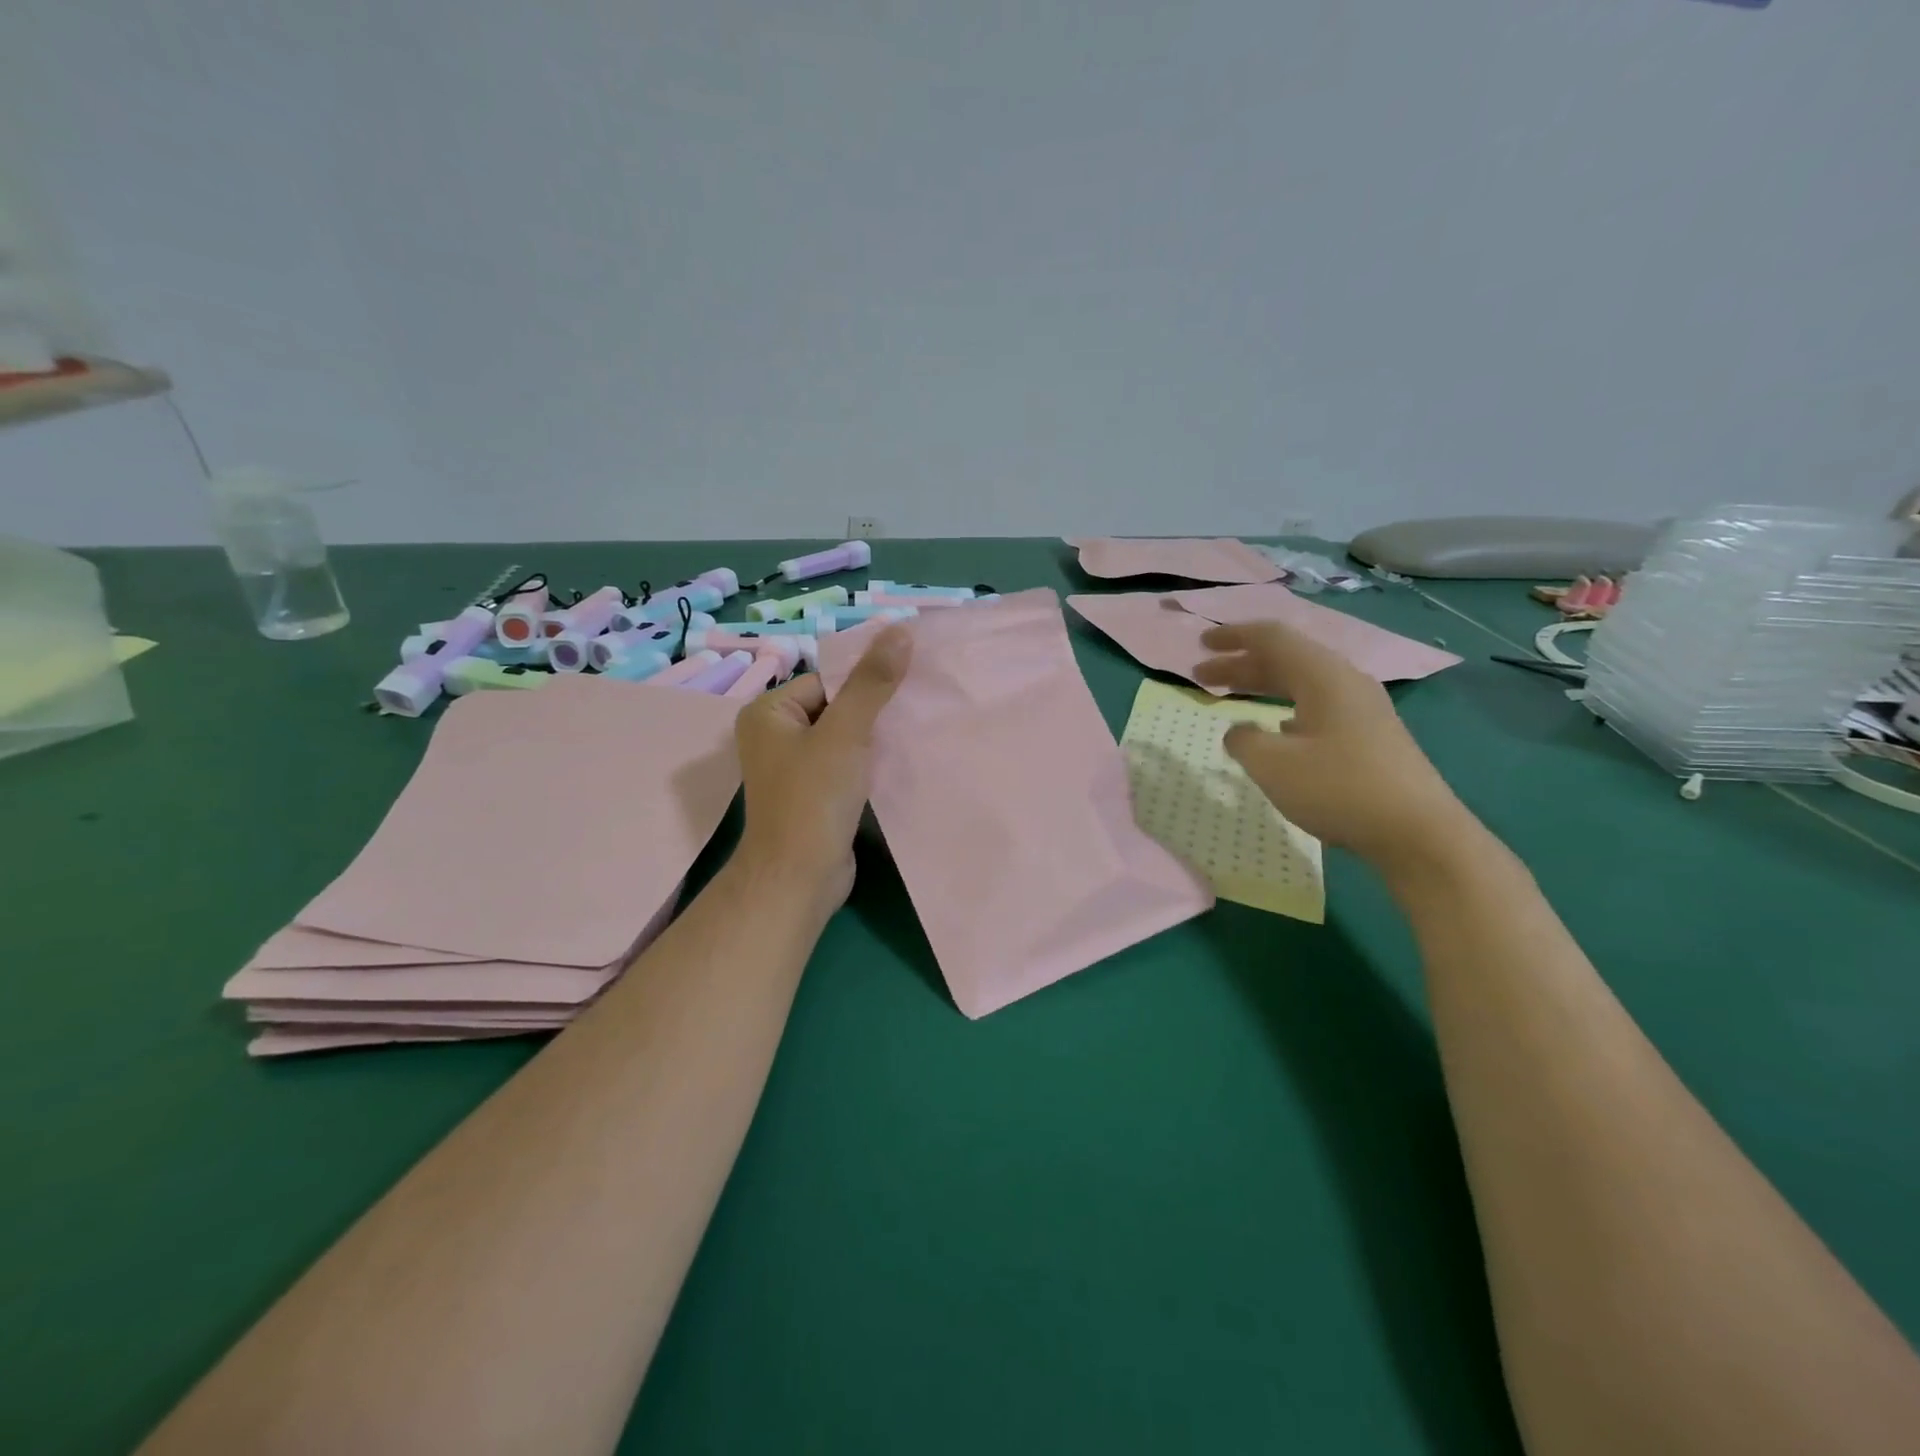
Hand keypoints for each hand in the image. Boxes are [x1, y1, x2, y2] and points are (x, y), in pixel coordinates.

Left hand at [732, 625, 911, 910]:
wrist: (799, 877)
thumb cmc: (814, 798)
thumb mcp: (846, 732)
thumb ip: (872, 682)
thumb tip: (900, 630)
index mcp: (768, 713)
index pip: (826, 680)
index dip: (864, 685)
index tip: (904, 689)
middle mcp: (774, 737)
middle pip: (835, 707)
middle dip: (872, 712)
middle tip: (913, 711)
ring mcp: (792, 769)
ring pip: (842, 739)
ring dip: (873, 739)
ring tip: (910, 735)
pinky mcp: (812, 795)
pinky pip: (844, 766)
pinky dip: (867, 764)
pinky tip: (897, 764)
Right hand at [1195, 621, 1471, 875]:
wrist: (1418, 832)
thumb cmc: (1339, 789)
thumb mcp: (1273, 764)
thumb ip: (1243, 739)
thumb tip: (1238, 731)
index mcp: (1323, 676)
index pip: (1272, 638)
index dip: (1233, 637)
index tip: (1200, 645)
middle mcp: (1345, 683)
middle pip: (1285, 659)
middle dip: (1239, 664)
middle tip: (1199, 676)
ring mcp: (1361, 710)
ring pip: (1300, 684)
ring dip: (1260, 686)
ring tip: (1228, 697)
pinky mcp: (1368, 736)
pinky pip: (1315, 706)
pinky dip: (1282, 707)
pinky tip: (1272, 729)